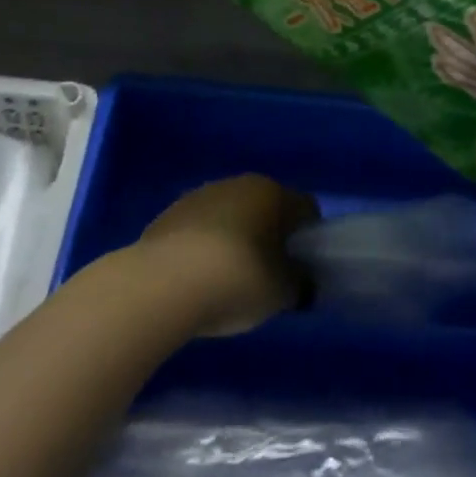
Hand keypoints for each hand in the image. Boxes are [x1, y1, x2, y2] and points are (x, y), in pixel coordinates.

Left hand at [137, 175, 318, 336]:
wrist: (166, 283)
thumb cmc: (238, 280)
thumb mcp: (281, 292)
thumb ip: (298, 282)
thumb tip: (301, 279)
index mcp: (273, 193)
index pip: (305, 208)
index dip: (309, 238)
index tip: (303, 269)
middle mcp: (240, 184)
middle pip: (266, 207)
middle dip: (270, 237)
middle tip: (268, 276)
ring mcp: (202, 195)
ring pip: (231, 215)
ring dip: (236, 239)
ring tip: (229, 281)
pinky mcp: (171, 213)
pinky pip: (200, 229)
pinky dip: (205, 247)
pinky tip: (198, 279)